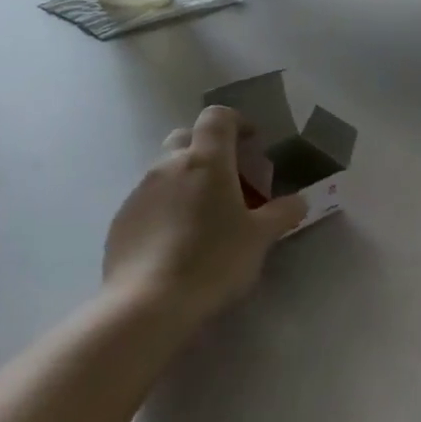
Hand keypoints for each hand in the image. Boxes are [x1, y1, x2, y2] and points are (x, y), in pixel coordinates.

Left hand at [101, 106, 306, 328]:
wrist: (147, 304)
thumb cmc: (213, 261)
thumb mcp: (260, 239)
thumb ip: (282, 214)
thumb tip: (299, 201)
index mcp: (205, 161)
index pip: (217, 117)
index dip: (237, 122)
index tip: (253, 142)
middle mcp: (168, 166)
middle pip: (187, 138)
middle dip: (210, 149)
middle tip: (232, 179)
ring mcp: (140, 192)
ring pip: (167, 170)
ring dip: (188, 180)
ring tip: (207, 216)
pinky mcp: (122, 220)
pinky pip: (150, 200)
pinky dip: (168, 207)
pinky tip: (179, 241)